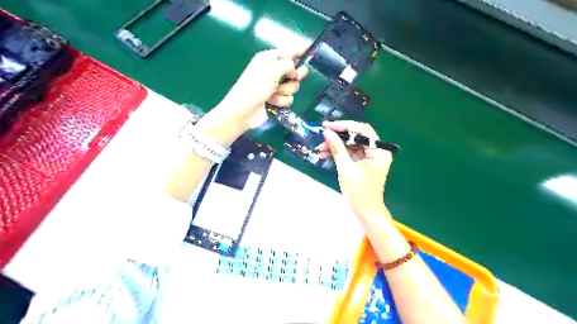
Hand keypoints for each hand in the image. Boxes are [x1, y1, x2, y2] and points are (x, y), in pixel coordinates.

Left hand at [217, 48, 308, 128]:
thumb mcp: (270, 73)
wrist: (243, 112)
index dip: (299, 51)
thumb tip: (295, 69)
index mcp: (268, 59)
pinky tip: (272, 103)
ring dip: (285, 91)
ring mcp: (275, 86)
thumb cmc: (253, 89)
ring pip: (293, 86)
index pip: (288, 52)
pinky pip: (288, 98)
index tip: (310, 51)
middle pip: (294, 70)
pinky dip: (281, 101)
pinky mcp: (276, 99)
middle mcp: (272, 71)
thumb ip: (287, 66)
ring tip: (273, 94)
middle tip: (294, 78)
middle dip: (294, 76)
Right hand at [318, 121, 394, 216]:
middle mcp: (377, 151)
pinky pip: (350, 152)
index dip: (344, 126)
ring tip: (320, 149)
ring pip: (351, 144)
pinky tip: (325, 154)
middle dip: (338, 137)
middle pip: (356, 136)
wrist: (366, 212)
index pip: (362, 130)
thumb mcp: (346, 169)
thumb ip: (337, 148)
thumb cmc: (358, 192)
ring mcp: (370, 157)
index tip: (327, 126)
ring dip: (336, 145)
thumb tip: (326, 132)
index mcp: (379, 151)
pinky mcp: (363, 162)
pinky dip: (339, 152)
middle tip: (322, 137)